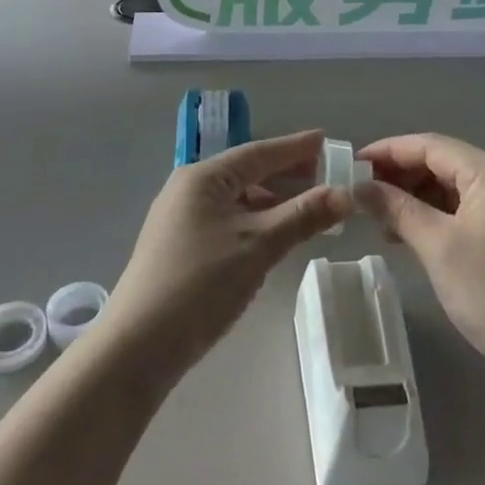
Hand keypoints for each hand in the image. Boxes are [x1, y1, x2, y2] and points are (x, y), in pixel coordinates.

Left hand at [102, 131, 354, 381]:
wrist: (139, 346)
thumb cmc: (201, 283)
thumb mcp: (259, 246)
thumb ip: (303, 216)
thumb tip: (345, 193)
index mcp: (204, 177)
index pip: (259, 153)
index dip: (295, 147)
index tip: (325, 139)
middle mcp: (189, 189)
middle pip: (247, 173)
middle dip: (286, 174)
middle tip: (325, 176)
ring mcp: (181, 219)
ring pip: (238, 199)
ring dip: (273, 202)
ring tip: (307, 209)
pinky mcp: (180, 246)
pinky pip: (227, 220)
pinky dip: (255, 222)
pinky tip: (274, 236)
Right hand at [360, 134, 484, 394]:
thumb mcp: (437, 247)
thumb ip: (396, 209)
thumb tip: (359, 187)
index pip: (430, 145)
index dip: (388, 152)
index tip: (351, 165)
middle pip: (445, 162)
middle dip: (402, 176)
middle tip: (363, 197)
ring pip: (457, 186)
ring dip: (419, 198)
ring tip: (383, 221)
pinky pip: (472, 207)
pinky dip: (441, 215)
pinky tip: (415, 235)